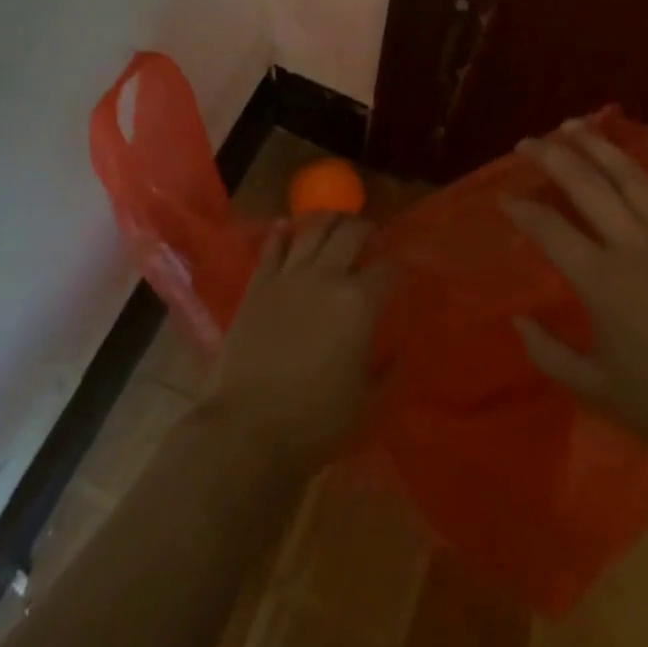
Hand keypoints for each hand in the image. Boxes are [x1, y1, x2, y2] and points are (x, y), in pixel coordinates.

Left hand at [200, 215, 391, 469]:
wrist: (247, 428)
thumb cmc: (316, 421)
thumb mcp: (367, 401)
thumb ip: (387, 368)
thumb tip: (399, 347)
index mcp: (360, 304)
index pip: (387, 270)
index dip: (397, 267)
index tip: (400, 270)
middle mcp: (326, 279)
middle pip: (350, 236)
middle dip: (365, 230)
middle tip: (370, 233)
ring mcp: (288, 278)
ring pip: (312, 232)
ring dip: (328, 220)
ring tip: (336, 218)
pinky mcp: (257, 286)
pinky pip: (272, 249)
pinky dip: (281, 234)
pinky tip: (286, 226)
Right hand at [503, 119, 647, 462]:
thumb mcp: (598, 390)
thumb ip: (550, 354)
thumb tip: (519, 321)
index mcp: (601, 281)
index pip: (549, 230)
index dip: (522, 209)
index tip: (505, 198)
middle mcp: (633, 246)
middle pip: (586, 187)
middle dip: (553, 158)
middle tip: (528, 143)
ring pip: (631, 178)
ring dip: (600, 147)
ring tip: (574, 125)